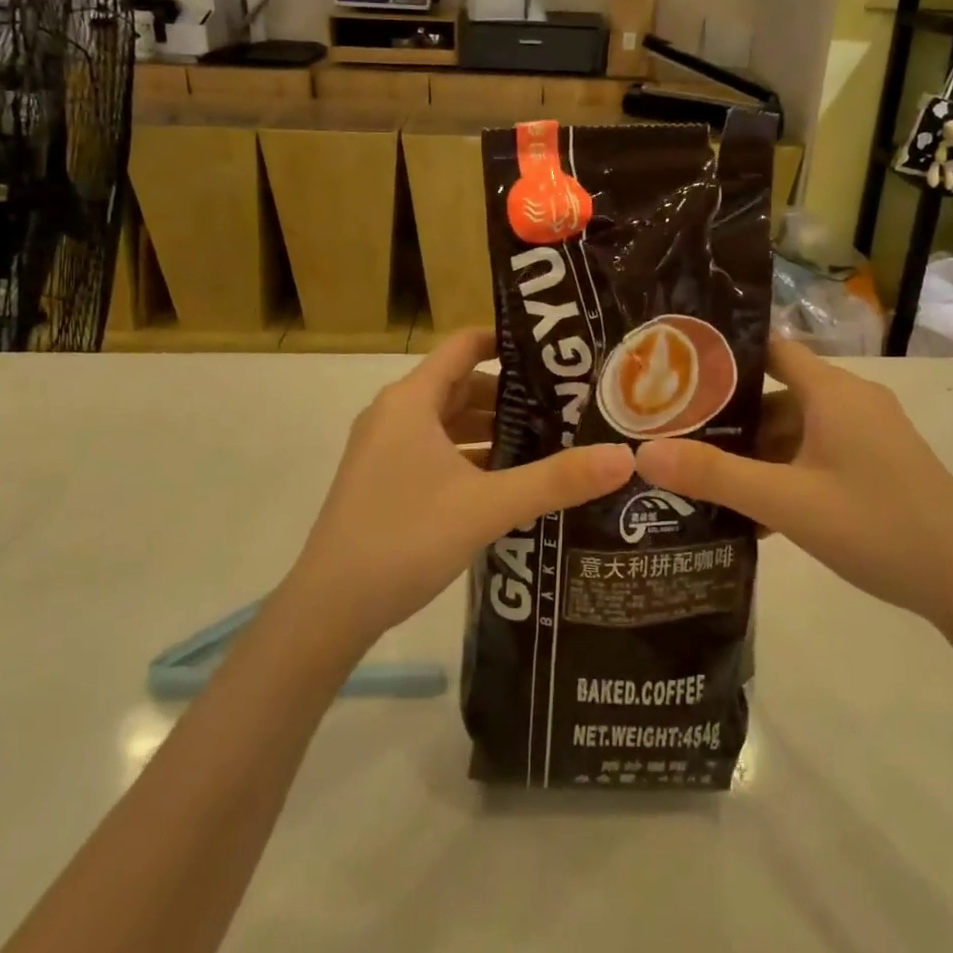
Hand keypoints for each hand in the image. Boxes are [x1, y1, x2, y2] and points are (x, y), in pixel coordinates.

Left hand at [281, 330, 634, 649]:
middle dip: (511, 395)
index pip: (465, 345)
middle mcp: (395, 414)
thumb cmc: (404, 538)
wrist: (327, 610)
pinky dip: (470, 456)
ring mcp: (385, 449)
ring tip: (547, 441)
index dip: (508, 342)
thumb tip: (624, 456)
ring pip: (448, 422)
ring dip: (492, 429)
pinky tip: (507, 481)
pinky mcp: (384, 480)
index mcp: (412, 400)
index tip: (556, 355)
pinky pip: (435, 451)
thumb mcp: (488, 506)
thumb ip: (556, 480)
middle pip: (461, 385)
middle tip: (566, 404)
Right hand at [634, 341, 952, 633]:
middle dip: (731, 419)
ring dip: (758, 454)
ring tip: (708, 480)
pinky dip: (788, 473)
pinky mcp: (880, 464)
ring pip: (798, 430)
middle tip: (680, 436)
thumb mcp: (787, 502)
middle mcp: (853, 401)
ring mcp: (870, 434)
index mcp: (833, 391)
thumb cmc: (876, 527)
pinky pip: (820, 454)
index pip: (769, 348)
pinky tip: (758, 514)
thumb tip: (644, 454)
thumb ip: (715, 476)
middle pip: (777, 394)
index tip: (677, 373)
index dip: (724, 356)